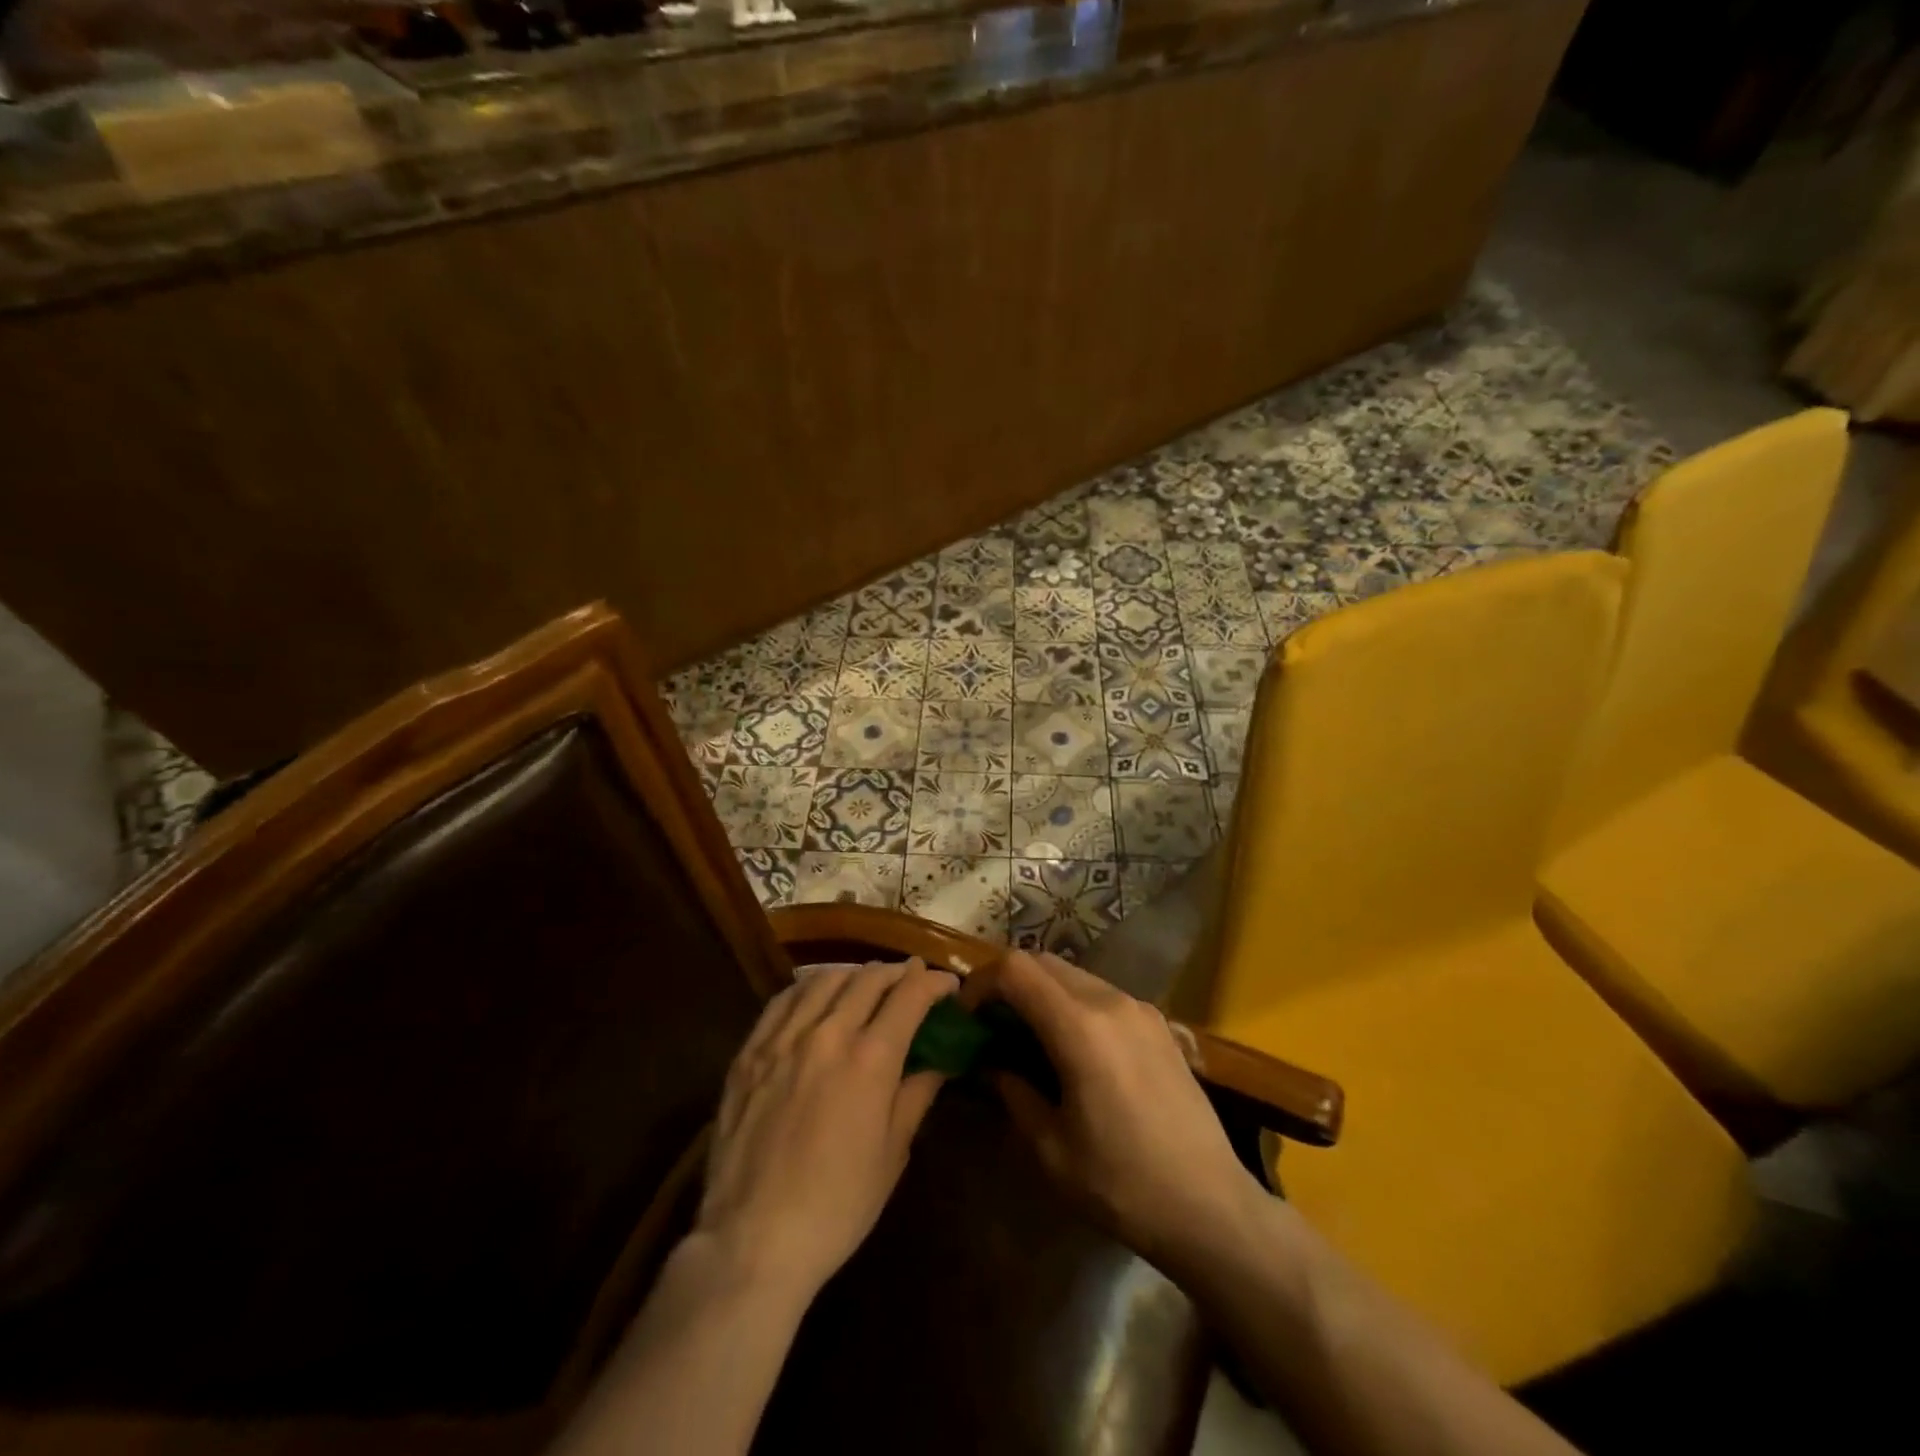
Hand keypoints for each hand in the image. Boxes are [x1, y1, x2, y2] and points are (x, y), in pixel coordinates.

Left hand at [693, 959, 958, 1302]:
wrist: (753, 1240)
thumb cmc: (836, 1205)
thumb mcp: (892, 1154)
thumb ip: (916, 1095)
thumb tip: (939, 1061)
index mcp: (870, 1060)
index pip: (910, 997)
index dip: (935, 984)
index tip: (948, 986)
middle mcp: (828, 1034)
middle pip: (868, 980)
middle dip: (898, 973)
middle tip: (913, 979)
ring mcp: (783, 1039)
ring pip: (825, 980)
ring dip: (855, 974)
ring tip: (868, 983)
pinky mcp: (750, 1052)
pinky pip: (783, 1000)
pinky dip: (809, 987)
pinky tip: (816, 994)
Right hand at [961, 950, 1258, 1267]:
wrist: (1212, 1207)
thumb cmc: (1122, 1184)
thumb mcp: (1051, 1148)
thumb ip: (1013, 1092)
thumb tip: (992, 1064)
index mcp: (1080, 1026)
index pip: (1015, 969)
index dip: (981, 982)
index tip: (967, 1016)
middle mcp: (1111, 1001)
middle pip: (1043, 962)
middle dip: (1008, 983)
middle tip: (991, 1025)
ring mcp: (1140, 1009)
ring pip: (1074, 974)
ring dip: (1042, 992)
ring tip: (1028, 1037)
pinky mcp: (1159, 1024)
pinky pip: (1102, 994)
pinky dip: (1073, 1003)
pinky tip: (1073, 1049)